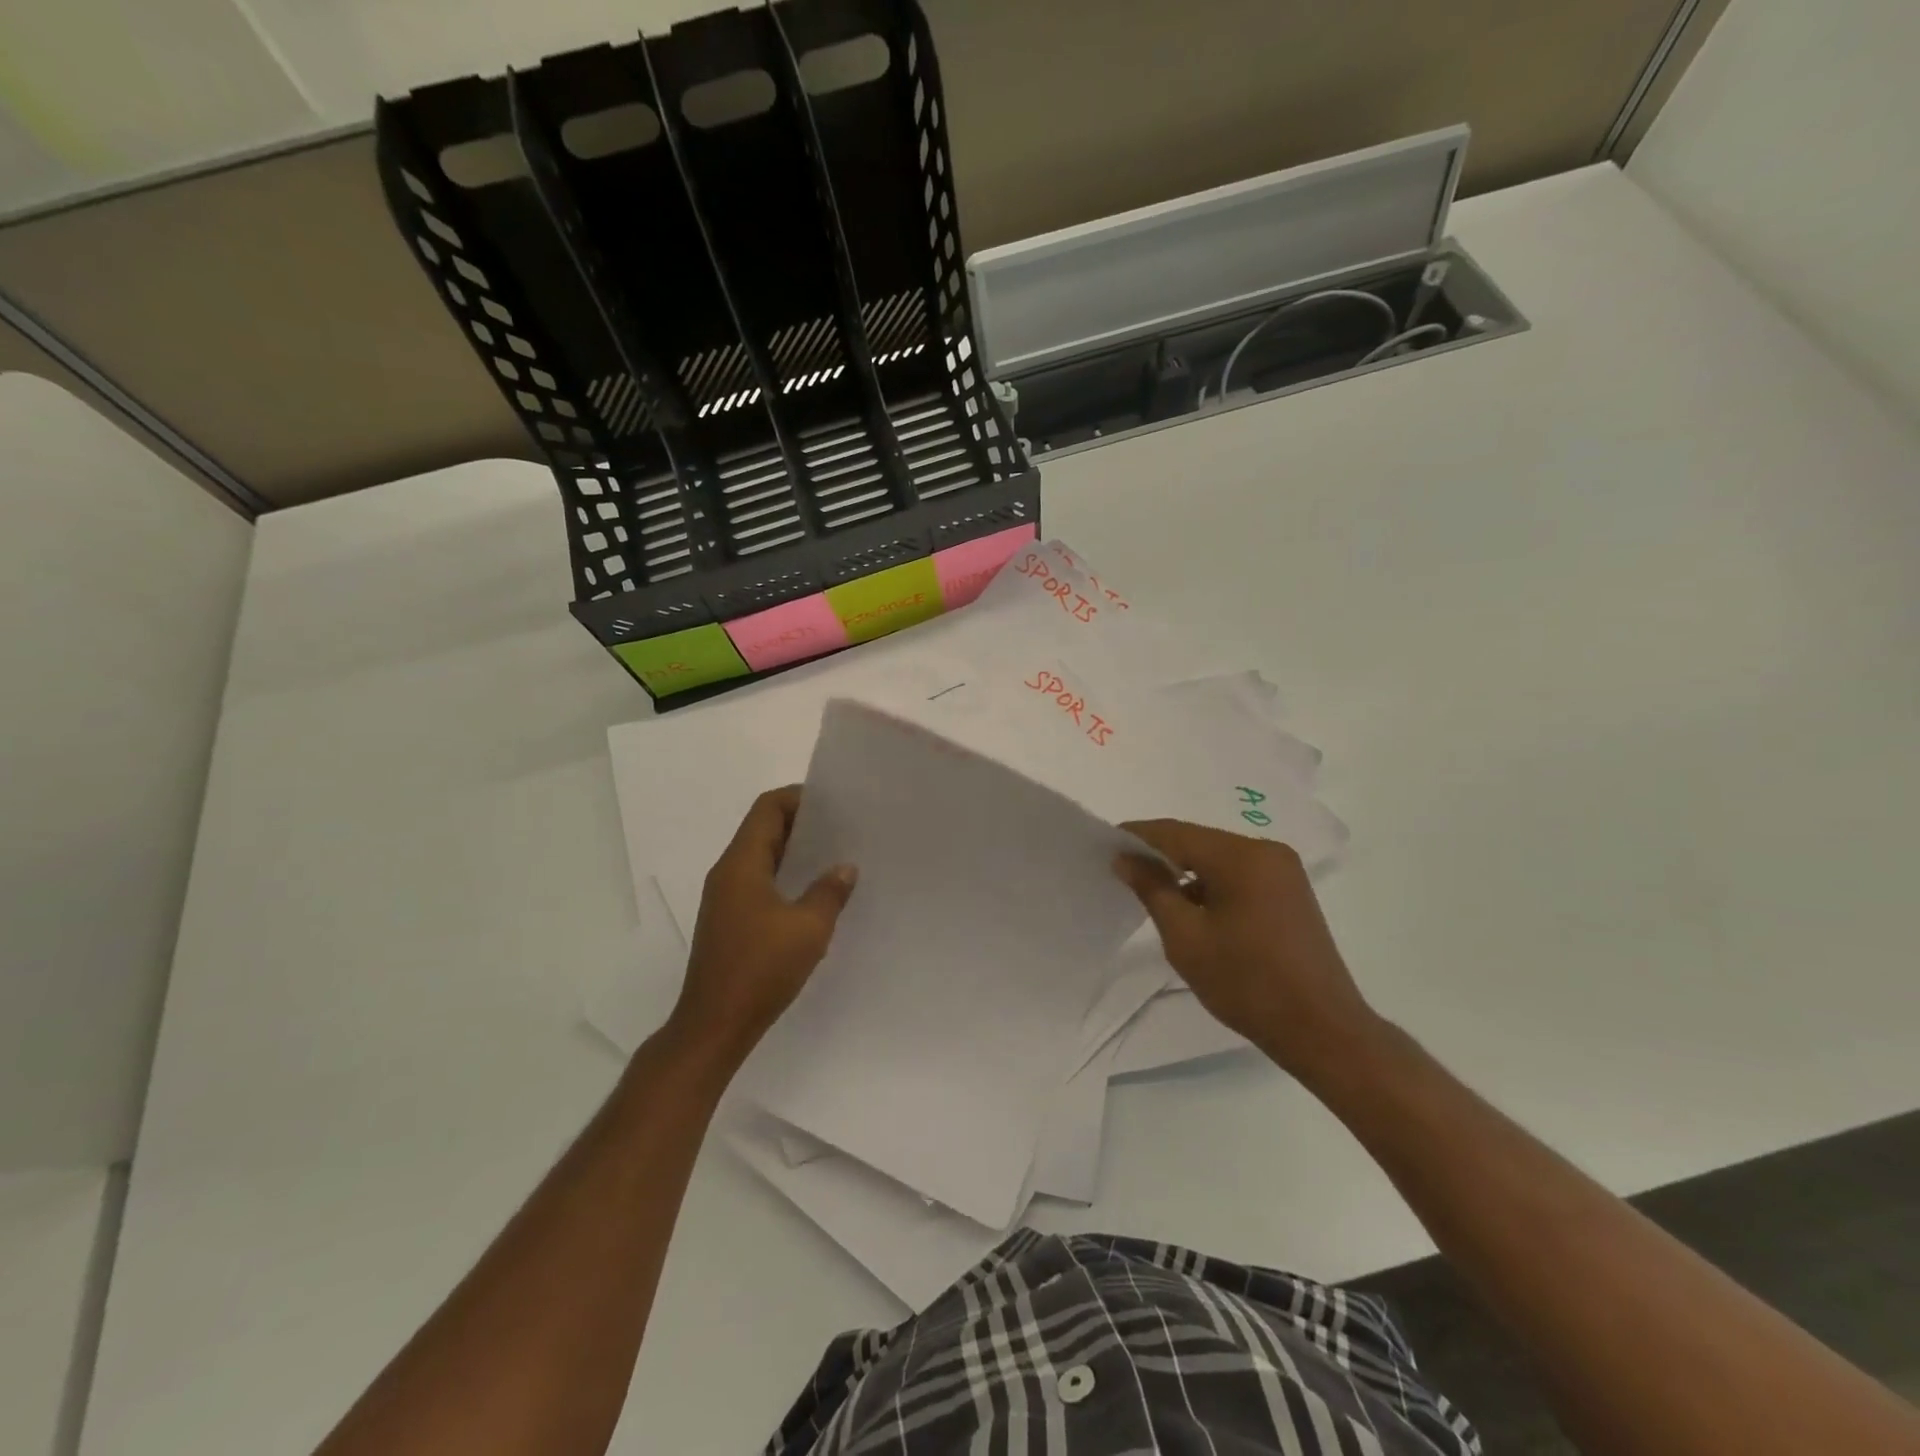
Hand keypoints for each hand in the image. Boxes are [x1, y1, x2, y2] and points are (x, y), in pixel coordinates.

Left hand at [667, 786, 856, 1061]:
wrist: (714, 1026)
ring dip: (795, 853)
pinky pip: (760, 883)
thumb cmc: (761, 969)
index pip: (768, 809)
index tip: (835, 803)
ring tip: (835, 858)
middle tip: (844, 828)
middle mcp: (728, 874)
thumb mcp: (808, 928)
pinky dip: (786, 878)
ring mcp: (726, 899)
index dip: (799, 798)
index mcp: (741, 864)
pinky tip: (814, 896)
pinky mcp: (730, 922)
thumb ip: (829, 891)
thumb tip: (844, 868)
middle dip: (802, 824)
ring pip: (762, 858)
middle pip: (764, 830)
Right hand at [1115, 819, 1376, 1077]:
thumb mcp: (1186, 937)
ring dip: (1186, 870)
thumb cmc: (1246, 983)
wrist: (1321, 1029)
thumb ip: (1152, 889)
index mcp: (1241, 857)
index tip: (1105, 844)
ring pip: (1218, 858)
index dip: (1137, 836)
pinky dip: (1211, 883)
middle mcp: (1266, 851)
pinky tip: (1192, 906)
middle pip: (1199, 841)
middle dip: (1160, 853)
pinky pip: (1239, 873)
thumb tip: (1125, 858)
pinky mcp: (1291, 891)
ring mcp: (1284, 871)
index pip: (1176, 833)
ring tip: (1152, 891)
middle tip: (1123, 869)